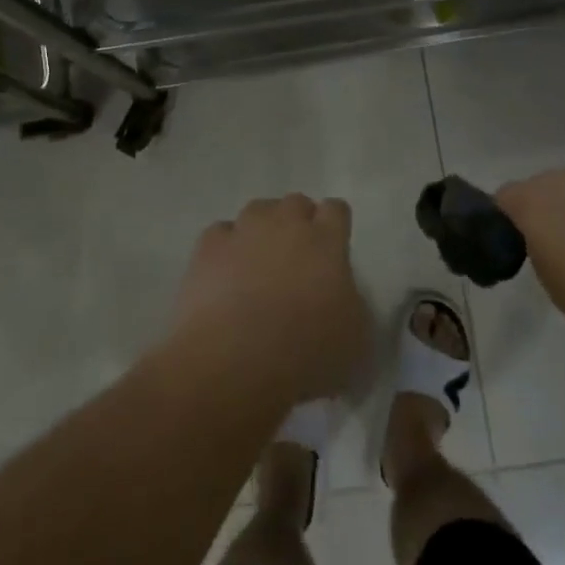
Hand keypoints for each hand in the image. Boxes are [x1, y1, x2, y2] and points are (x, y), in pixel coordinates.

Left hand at [167, 195, 371, 406]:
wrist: (234, 361)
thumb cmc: (305, 353)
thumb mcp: (355, 339)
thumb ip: (352, 303)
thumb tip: (341, 296)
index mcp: (326, 241)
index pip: (336, 210)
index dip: (335, 225)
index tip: (333, 248)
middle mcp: (286, 223)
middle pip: (296, 203)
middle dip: (298, 223)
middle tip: (296, 258)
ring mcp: (244, 230)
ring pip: (258, 210)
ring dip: (262, 229)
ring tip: (259, 260)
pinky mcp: (208, 246)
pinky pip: (221, 233)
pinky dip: (226, 247)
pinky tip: (225, 272)